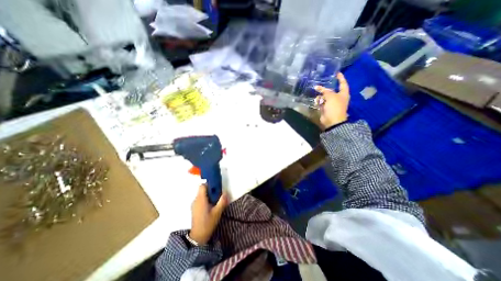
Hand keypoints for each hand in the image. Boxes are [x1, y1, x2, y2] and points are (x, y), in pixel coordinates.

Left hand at [189, 184, 228, 244]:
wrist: (198, 237)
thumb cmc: (207, 223)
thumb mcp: (217, 212)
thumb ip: (222, 201)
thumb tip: (226, 192)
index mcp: (200, 199)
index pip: (202, 185)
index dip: (209, 184)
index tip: (216, 187)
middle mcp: (196, 200)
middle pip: (202, 190)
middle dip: (211, 190)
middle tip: (218, 195)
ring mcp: (194, 204)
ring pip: (201, 194)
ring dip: (209, 195)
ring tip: (216, 201)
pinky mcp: (194, 208)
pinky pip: (200, 199)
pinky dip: (206, 199)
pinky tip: (211, 206)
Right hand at [314, 72, 348, 127]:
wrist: (332, 120)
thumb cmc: (335, 107)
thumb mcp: (331, 96)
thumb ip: (325, 90)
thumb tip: (318, 87)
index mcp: (343, 93)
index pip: (343, 83)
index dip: (340, 78)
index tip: (337, 72)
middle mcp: (338, 97)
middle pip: (332, 90)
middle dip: (326, 87)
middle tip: (321, 82)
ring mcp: (331, 103)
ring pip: (325, 96)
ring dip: (321, 95)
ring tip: (316, 92)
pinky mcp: (326, 108)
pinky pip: (321, 102)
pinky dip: (319, 101)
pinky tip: (316, 101)